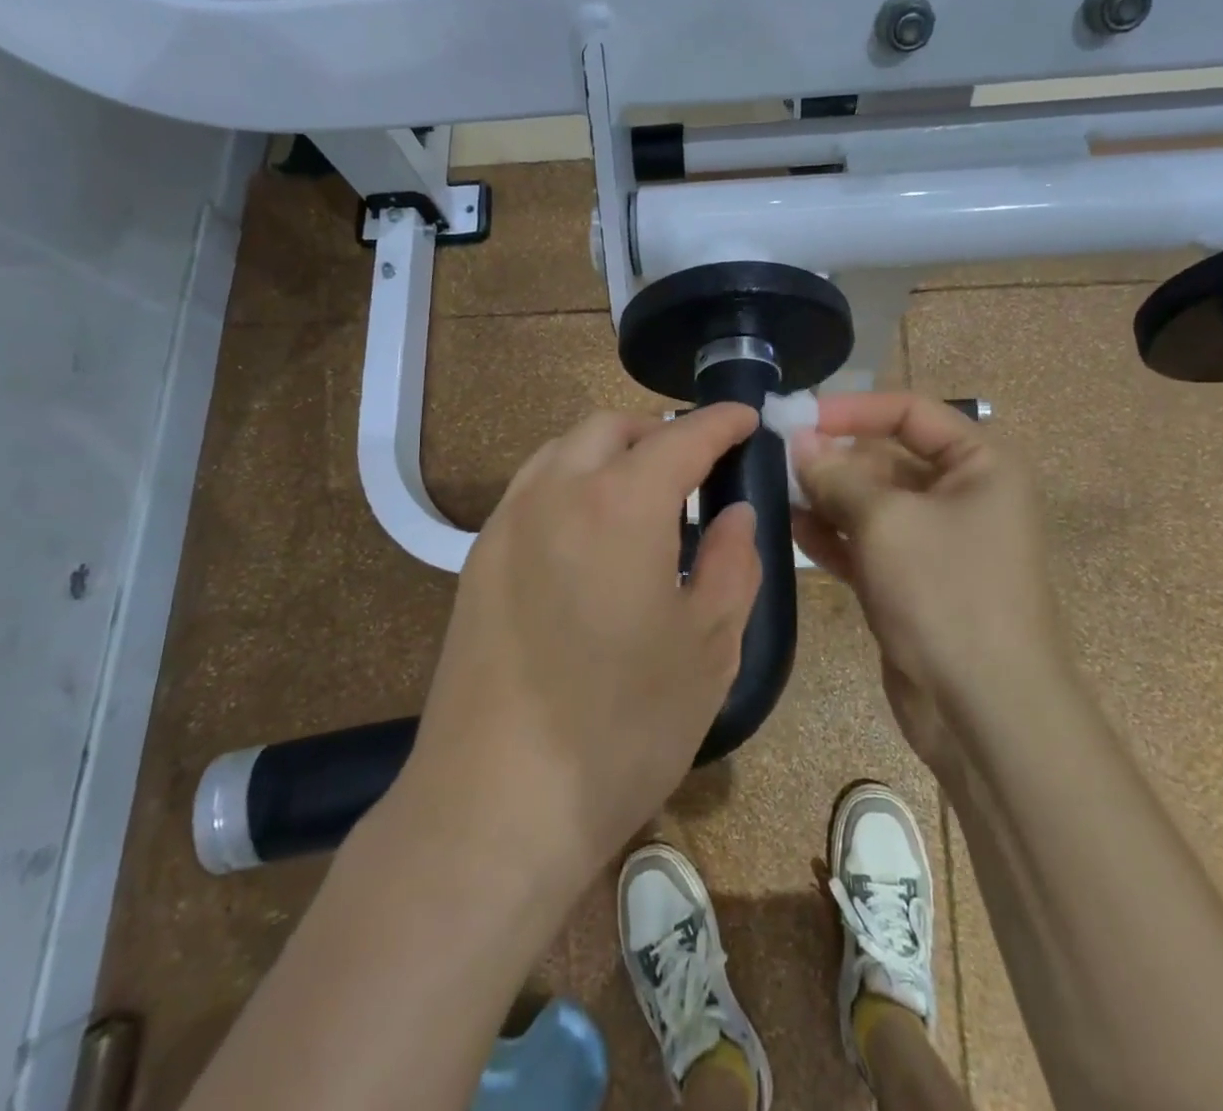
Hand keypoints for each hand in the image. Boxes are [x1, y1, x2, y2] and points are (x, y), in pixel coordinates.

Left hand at [404, 405, 762, 884]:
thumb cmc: (621, 726)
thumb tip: (735, 513)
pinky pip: (532, 490)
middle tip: (697, 464)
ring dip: (609, 451)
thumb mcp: (708, 646)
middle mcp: (555, 493)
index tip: (745, 417)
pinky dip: (571, 482)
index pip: (679, 437)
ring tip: (645, 493)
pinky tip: (591, 534)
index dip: (719, 421)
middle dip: (659, 431)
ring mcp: (506, 523)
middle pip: (610, 428)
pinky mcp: (477, 560)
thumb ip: (732, 563)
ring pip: (562, 451)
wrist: (494, 804)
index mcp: (619, 504)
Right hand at [790, 393, 1059, 761]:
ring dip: (826, 495)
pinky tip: (792, 528)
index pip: (909, 412)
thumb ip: (836, 474)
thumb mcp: (885, 520)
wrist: (985, 710)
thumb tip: (799, 441)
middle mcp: (962, 495)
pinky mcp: (912, 581)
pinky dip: (833, 535)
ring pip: (871, 502)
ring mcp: (935, 542)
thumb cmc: (946, 592)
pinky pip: (866, 543)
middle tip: (775, 458)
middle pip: (886, 457)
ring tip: (775, 490)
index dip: (853, 409)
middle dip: (833, 457)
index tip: (798, 417)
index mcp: (980, 465)